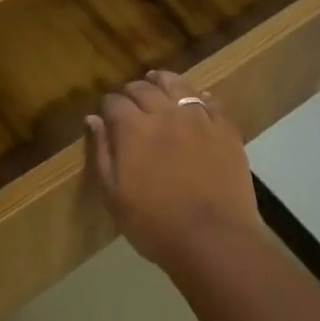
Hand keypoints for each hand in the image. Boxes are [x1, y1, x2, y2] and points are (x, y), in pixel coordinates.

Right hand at [86, 71, 264, 271]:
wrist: (213, 239)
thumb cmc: (155, 225)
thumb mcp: (114, 196)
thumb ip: (103, 153)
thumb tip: (93, 120)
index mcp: (134, 130)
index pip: (115, 102)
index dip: (108, 106)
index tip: (107, 114)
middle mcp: (165, 114)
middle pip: (144, 88)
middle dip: (132, 91)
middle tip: (130, 99)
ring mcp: (199, 118)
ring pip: (178, 85)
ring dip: (164, 81)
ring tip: (158, 82)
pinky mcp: (225, 129)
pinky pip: (211, 102)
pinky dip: (199, 97)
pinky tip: (196, 100)